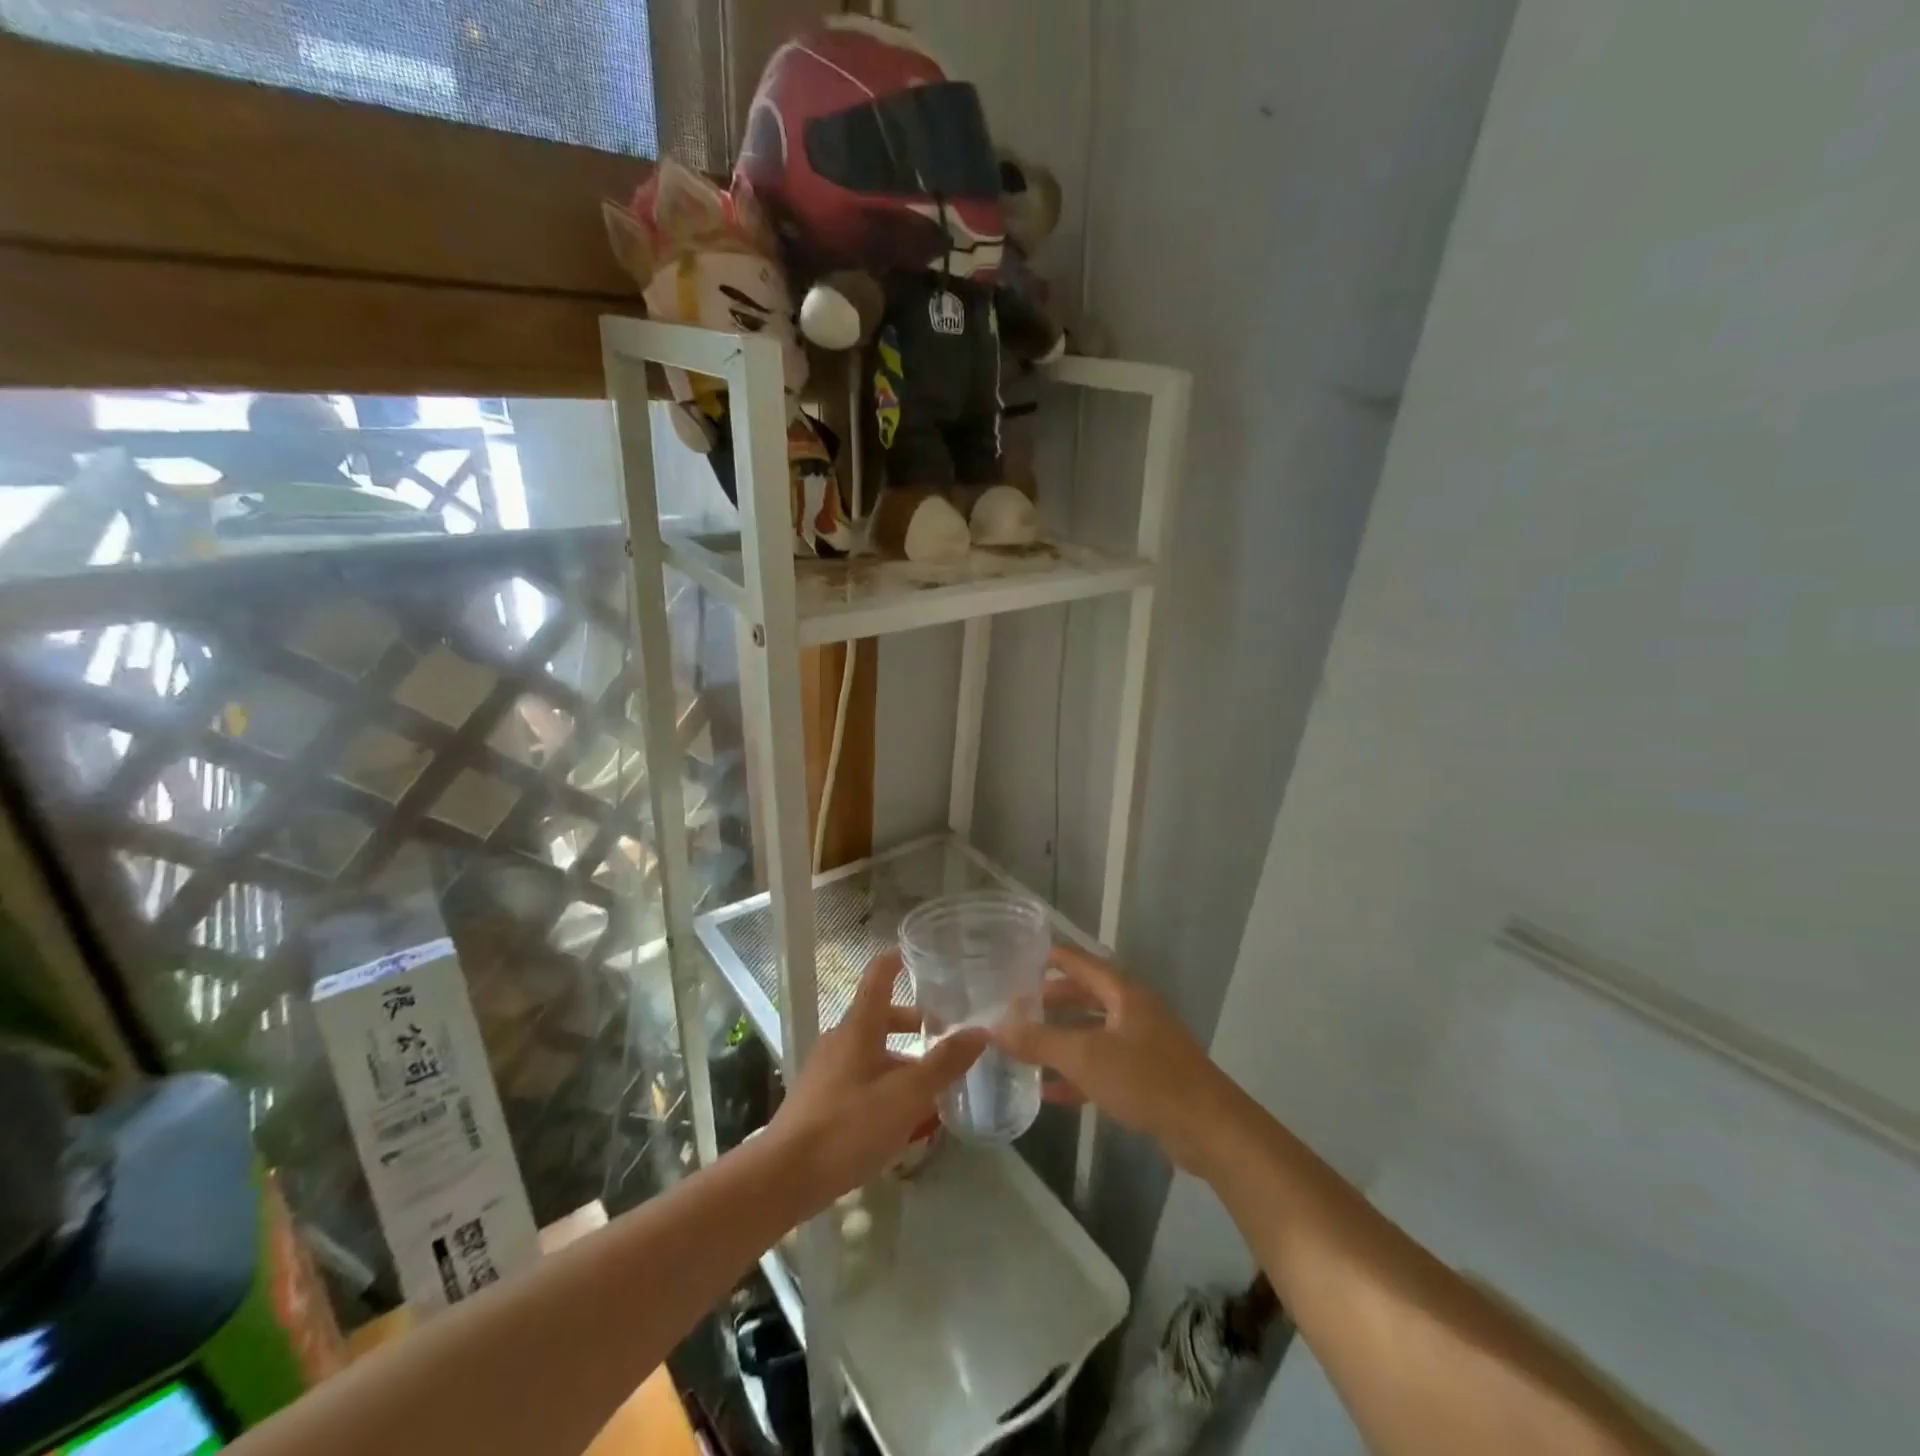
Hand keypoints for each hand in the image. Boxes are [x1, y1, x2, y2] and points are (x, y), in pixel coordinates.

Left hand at [769, 949, 984, 1210]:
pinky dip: (885, 1082)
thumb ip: (944, 1063)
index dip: (897, 960)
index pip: (878, 977)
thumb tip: (981, 1031)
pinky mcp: (820, 1099)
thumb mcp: (906, 1096)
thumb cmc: (848, 1125)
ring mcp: (826, 1070)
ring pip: (872, 1051)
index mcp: (859, 1027)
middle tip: (945, 1034)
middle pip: (880, 1017)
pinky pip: (860, 1077)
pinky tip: (902, 1115)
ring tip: (932, 1084)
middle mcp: (840, 1039)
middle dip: (913, 1024)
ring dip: (902, 1059)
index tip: (918, 952)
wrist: (784, 1177)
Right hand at [991, 942, 1245, 1174]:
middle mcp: (1133, 1009)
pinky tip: (1049, 1091)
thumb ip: (1039, 1041)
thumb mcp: (1085, 1057)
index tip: (1016, 959)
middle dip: (1050, 1002)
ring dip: (1061, 1039)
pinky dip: (1077, 1073)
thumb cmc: (1145, 1079)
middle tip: (1015, 1008)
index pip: (1079, 961)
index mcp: (1123, 992)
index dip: (1049, 958)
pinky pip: (1103, 1064)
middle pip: (1084, 995)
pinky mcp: (1147, 1076)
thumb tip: (994, 1027)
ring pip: (1092, 1032)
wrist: (1209, 1129)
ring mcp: (1142, 1043)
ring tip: (1025, 1047)